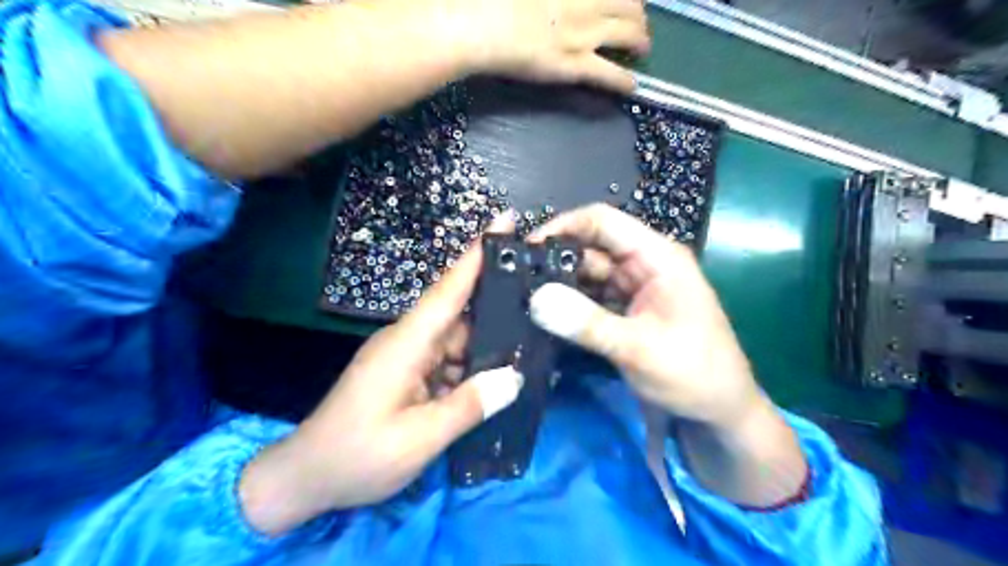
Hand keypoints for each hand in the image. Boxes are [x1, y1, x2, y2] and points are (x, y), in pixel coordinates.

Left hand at [236, 216, 517, 535]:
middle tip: (542, 291)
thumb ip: (467, 407)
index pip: (447, 290)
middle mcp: (408, 340)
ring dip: (490, 340)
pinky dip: (473, 364)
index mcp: (406, 344)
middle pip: (460, 311)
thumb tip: (513, 379)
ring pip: (458, 337)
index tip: (505, 221)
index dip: (477, 255)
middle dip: (499, 299)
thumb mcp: (417, 440)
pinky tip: (500, 374)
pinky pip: (449, 359)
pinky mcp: (408, 372)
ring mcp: (408, 356)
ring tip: (533, 338)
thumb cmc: (357, 456)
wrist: (306, 478)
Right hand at [451, 0, 649, 89]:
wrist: (485, 24)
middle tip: (638, 22)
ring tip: (642, 48)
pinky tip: (633, 86)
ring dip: (640, 41)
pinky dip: (625, 82)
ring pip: (629, 34)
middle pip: (630, 4)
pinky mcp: (577, 65)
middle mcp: (589, 1)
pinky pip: (610, 75)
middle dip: (638, 13)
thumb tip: (555, 0)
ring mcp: (586, 34)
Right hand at [529, 207, 765, 430]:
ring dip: (559, 285)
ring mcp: (634, 288)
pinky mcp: (626, 310)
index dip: (563, 227)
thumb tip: (536, 299)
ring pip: (587, 274)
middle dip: (555, 260)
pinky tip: (545, 315)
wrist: (720, 412)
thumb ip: (586, 323)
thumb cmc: (694, 374)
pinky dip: (570, 305)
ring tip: (523, 298)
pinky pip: (591, 298)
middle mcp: (644, 264)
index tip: (526, 249)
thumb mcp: (639, 348)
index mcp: (657, 257)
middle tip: (516, 280)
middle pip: (590, 248)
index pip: (603, 221)